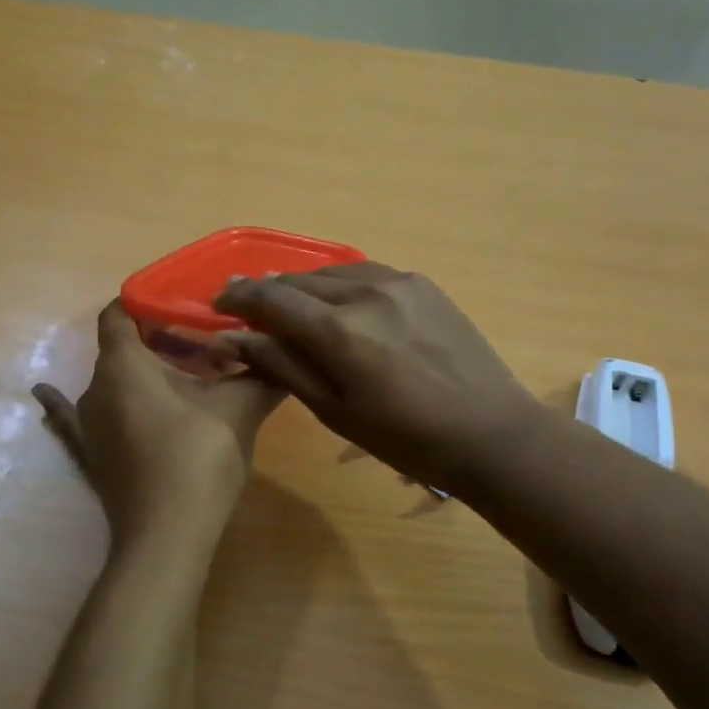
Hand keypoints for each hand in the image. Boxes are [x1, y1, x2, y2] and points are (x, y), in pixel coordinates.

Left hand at [34, 302, 282, 545]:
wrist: (168, 538)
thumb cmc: (198, 458)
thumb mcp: (239, 410)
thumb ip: (262, 374)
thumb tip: (288, 352)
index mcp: (124, 364)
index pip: (121, 311)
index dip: (149, 299)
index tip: (184, 300)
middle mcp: (95, 387)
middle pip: (122, 347)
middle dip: (161, 339)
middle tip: (207, 340)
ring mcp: (88, 425)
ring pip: (112, 382)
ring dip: (142, 374)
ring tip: (183, 373)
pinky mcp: (90, 457)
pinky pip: (74, 419)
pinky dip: (68, 403)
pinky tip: (43, 393)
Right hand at [212, 264, 544, 494]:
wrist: (489, 431)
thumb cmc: (405, 437)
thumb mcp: (334, 410)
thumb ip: (282, 366)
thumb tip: (233, 336)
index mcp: (340, 331)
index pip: (271, 298)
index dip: (238, 297)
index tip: (219, 303)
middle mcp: (365, 292)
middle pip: (299, 281)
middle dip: (269, 293)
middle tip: (250, 309)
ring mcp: (399, 282)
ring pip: (333, 271)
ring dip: (305, 287)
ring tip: (293, 306)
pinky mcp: (423, 283)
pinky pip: (367, 272)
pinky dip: (342, 284)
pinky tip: (341, 303)